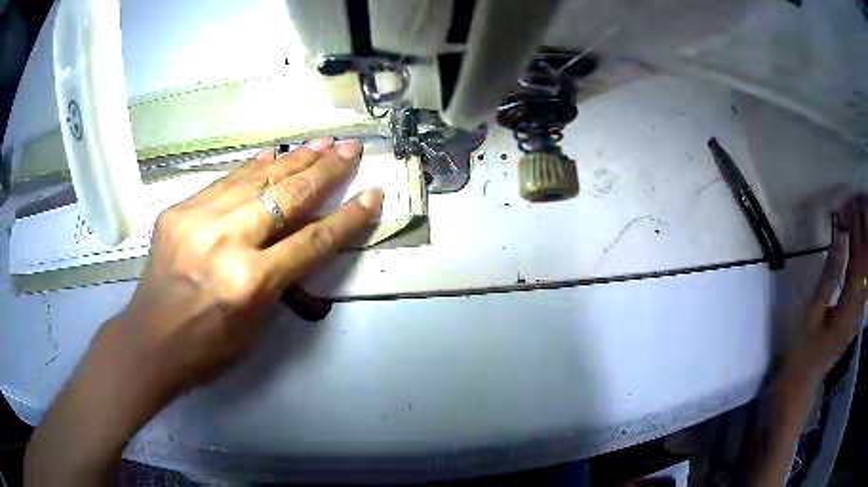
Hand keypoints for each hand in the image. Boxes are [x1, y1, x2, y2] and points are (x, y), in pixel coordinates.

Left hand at [25, 138, 382, 483]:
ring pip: (256, 179)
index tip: (372, 195)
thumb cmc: (206, 348)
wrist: (148, 341)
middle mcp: (226, 243)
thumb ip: (279, 279)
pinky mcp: (178, 211)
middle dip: (325, 171)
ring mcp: (197, 220)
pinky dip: (252, 168)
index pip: (312, 240)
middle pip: (286, 197)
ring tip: (321, 143)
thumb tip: (300, 240)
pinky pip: (224, 182)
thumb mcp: (255, 325)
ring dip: (293, 160)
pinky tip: (273, 155)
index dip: (347, 217)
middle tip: (350, 149)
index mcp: (250, 283)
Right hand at [748, 198, 866, 486]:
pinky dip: (862, 257)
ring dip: (864, 241)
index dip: (857, 232)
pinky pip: (864, 279)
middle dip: (864, 231)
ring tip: (856, 218)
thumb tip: (840, 240)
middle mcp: (858, 310)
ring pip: (867, 270)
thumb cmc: (803, 350)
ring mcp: (858, 313)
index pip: (859, 263)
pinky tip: (857, 245)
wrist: (803, 382)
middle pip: (867, 263)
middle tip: (855, 206)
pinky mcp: (856, 313)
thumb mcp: (812, 314)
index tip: (851, 206)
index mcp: (848, 311)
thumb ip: (829, 277)